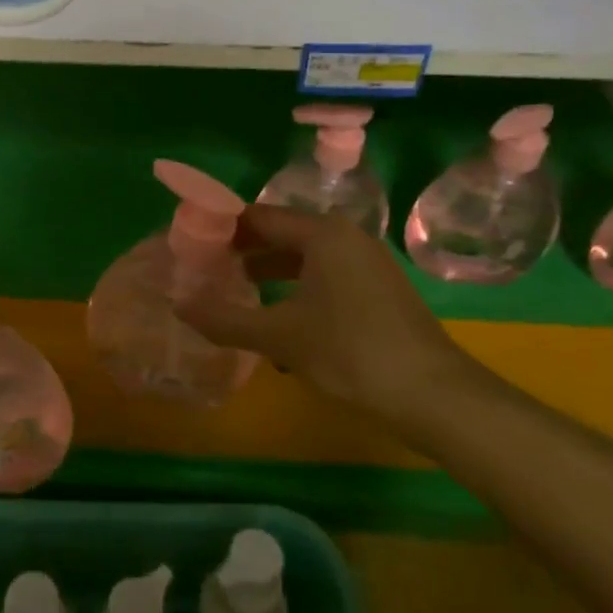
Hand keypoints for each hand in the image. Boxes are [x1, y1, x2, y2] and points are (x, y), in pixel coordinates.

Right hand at [173, 206, 488, 433]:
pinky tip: (280, 326)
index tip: (191, 245)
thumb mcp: (279, 336)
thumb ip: (225, 319)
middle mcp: (347, 238)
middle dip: (244, 254)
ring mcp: (367, 264)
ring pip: (305, 260)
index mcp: (323, 234)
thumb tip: (178, 305)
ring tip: (235, 295)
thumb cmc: (350, 352)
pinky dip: (297, 292)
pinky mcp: (379, 292)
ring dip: (269, 276)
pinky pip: (325, 279)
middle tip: (206, 271)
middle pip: (282, 235)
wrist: (434, 395)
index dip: (222, 229)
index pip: (260, 217)